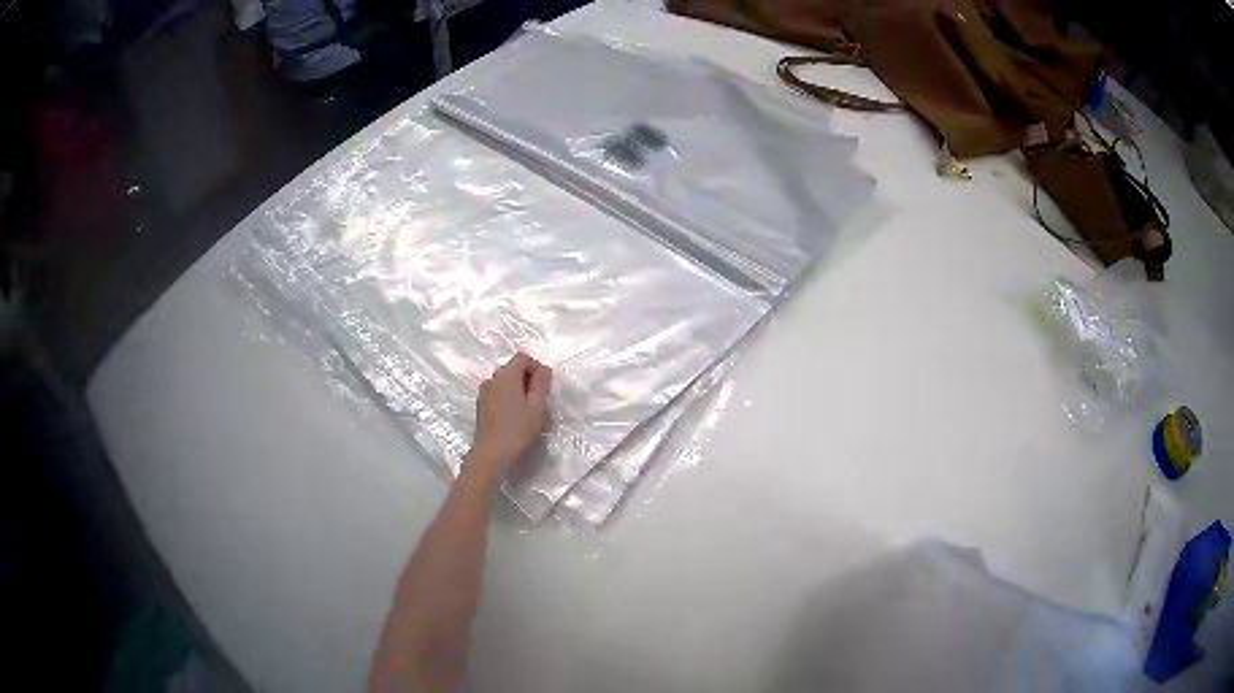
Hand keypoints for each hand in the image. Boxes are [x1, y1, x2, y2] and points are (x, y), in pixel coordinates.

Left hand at [464, 353, 552, 487]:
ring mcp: (484, 392)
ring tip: (527, 410)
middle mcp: (492, 378)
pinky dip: (508, 398)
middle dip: (528, 378)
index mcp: (506, 374)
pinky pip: (498, 393)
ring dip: (518, 389)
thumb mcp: (537, 405)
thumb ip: (541, 383)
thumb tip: (543, 368)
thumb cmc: (518, 428)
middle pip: (513, 368)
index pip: (523, 358)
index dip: (537, 368)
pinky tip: (514, 416)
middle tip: (539, 400)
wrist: (492, 453)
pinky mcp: (481, 406)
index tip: (545, 387)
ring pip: (505, 382)